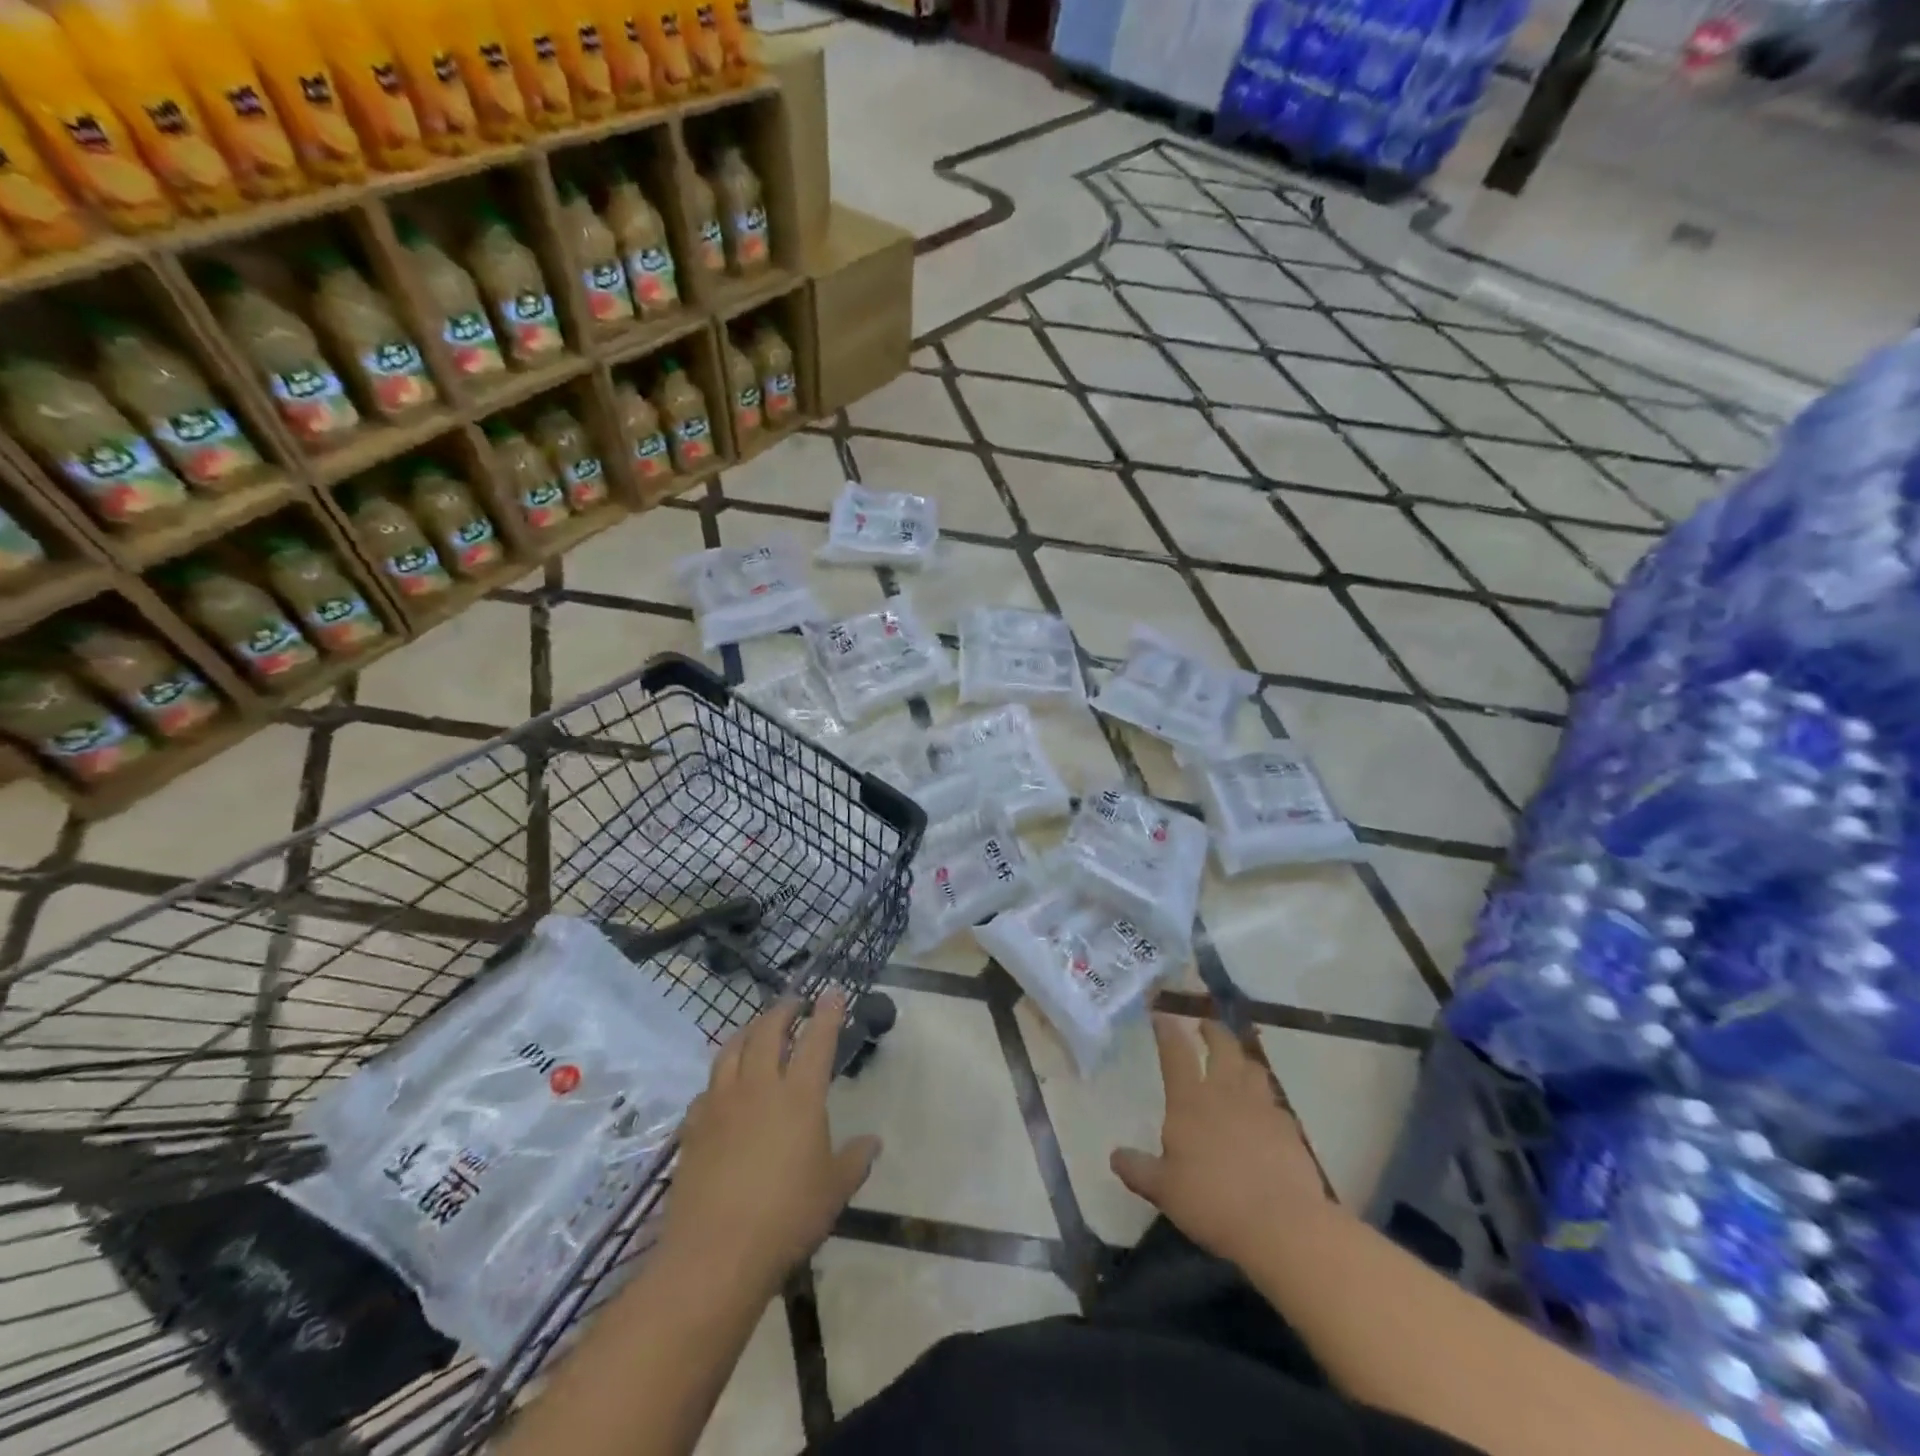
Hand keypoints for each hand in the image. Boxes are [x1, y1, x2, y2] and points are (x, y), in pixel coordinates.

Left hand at [660, 989, 880, 1297]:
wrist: (716, 1254)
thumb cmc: (787, 1218)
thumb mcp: (834, 1190)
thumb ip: (855, 1160)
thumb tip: (873, 1142)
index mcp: (799, 1096)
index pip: (817, 1040)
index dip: (827, 1013)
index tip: (832, 992)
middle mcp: (758, 1087)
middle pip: (768, 1032)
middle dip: (783, 1011)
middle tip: (794, 1003)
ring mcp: (721, 1104)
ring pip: (731, 1050)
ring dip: (748, 1031)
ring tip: (756, 1028)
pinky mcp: (693, 1127)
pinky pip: (707, 1088)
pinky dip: (720, 1076)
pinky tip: (723, 1086)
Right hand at [1111, 1015, 1332, 1265]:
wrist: (1283, 1224)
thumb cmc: (1213, 1201)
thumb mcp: (1165, 1190)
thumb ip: (1139, 1169)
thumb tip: (1115, 1156)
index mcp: (1190, 1100)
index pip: (1175, 1053)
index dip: (1167, 1031)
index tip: (1161, 1016)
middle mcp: (1226, 1092)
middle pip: (1222, 1046)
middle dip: (1212, 1031)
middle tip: (1205, 1026)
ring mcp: (1262, 1107)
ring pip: (1252, 1067)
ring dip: (1241, 1058)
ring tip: (1236, 1061)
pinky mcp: (1289, 1128)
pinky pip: (1274, 1100)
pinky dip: (1264, 1096)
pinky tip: (1263, 1110)